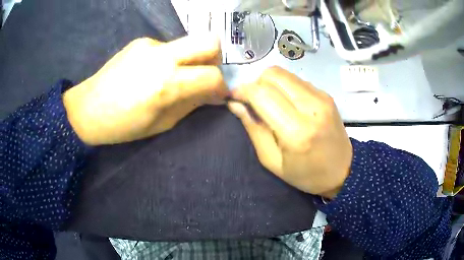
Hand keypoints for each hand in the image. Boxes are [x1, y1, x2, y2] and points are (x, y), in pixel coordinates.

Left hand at [63, 35, 226, 144]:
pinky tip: (151, 71)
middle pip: (209, 40)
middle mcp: (162, 57)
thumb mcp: (162, 123)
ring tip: (172, 76)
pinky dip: (169, 58)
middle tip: (204, 73)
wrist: (88, 108)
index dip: (221, 86)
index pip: (212, 75)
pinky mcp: (141, 41)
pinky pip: (167, 47)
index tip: (216, 93)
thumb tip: (212, 94)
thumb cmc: (123, 125)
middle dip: (215, 58)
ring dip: (190, 59)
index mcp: (166, 85)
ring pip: (188, 43)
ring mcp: (150, 45)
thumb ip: (191, 104)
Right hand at [229, 67, 351, 198]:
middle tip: (253, 101)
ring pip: (284, 73)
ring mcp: (321, 97)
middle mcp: (311, 107)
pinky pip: (297, 80)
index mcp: (296, 131)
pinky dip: (285, 87)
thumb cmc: (306, 174)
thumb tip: (235, 104)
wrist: (343, 171)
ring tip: (270, 102)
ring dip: (270, 83)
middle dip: (256, 83)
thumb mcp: (272, 161)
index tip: (234, 98)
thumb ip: (253, 128)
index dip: (242, 91)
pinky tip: (287, 103)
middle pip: (273, 75)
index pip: (261, 94)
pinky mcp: (326, 95)